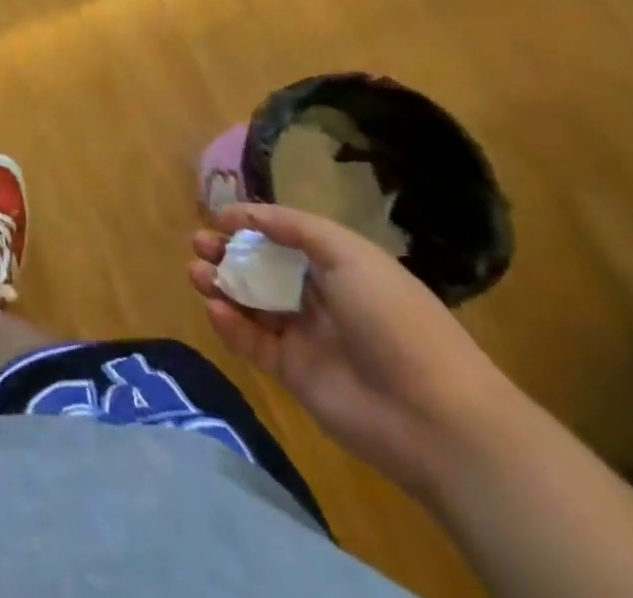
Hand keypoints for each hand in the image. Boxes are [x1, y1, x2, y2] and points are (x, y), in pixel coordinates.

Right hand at [189, 203, 513, 495]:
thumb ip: (294, 227)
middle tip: (199, 244)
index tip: (218, 216)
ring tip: (197, 274)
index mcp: (339, 266)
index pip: (285, 238)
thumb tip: (245, 214)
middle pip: (262, 268)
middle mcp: (320, 297)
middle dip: (228, 252)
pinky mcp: (293, 374)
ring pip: (252, 303)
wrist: (434, 418)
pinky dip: (230, 326)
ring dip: (222, 285)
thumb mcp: (349, 254)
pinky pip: (253, 343)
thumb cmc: (394, 319)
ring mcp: (306, 337)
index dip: (252, 224)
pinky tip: (215, 310)